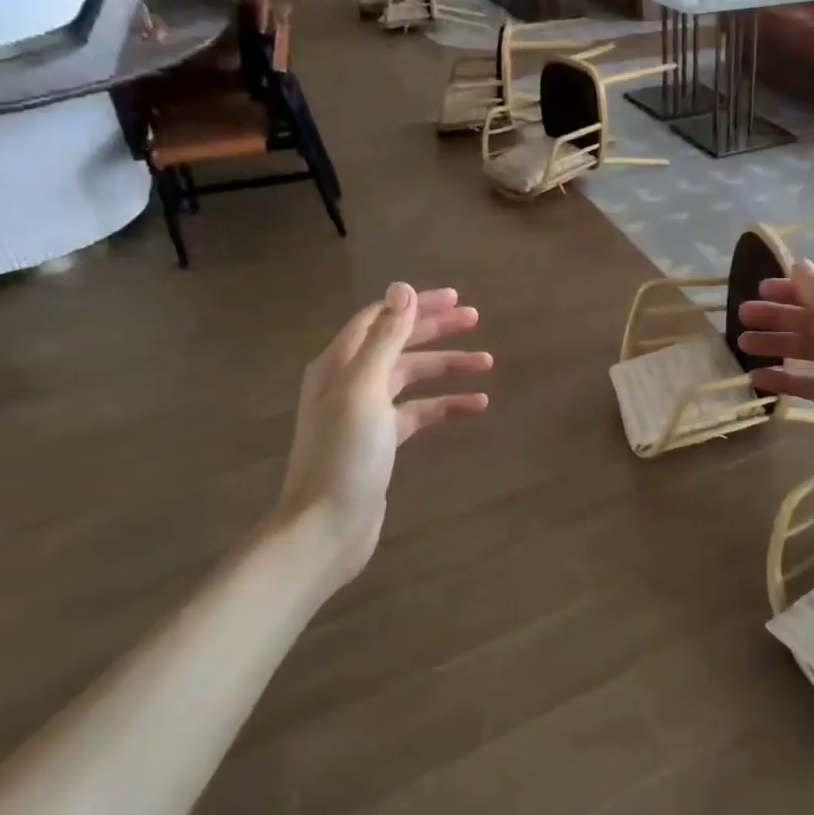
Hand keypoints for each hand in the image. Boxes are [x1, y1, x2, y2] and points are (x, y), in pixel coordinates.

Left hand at [276, 282, 490, 586]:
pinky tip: (476, 405)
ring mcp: (367, 412)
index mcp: (340, 364)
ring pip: (413, 376)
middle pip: (398, 343)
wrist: (326, 526)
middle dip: (436, 329)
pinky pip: (420, 411)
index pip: (381, 318)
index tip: (456, 299)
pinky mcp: (383, 440)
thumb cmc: (344, 454)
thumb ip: (385, 338)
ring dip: (447, 366)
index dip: (416, 305)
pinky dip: (446, 404)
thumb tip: (403, 288)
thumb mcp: (365, 389)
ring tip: (487, 362)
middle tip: (475, 319)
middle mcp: (351, 381)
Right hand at [736, 259, 813, 469]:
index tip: (759, 289)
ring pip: (807, 351)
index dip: (793, 290)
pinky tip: (757, 377)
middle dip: (778, 317)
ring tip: (742, 344)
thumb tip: (801, 263)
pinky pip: (807, 381)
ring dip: (776, 344)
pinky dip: (784, 377)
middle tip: (742, 317)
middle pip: (813, 322)